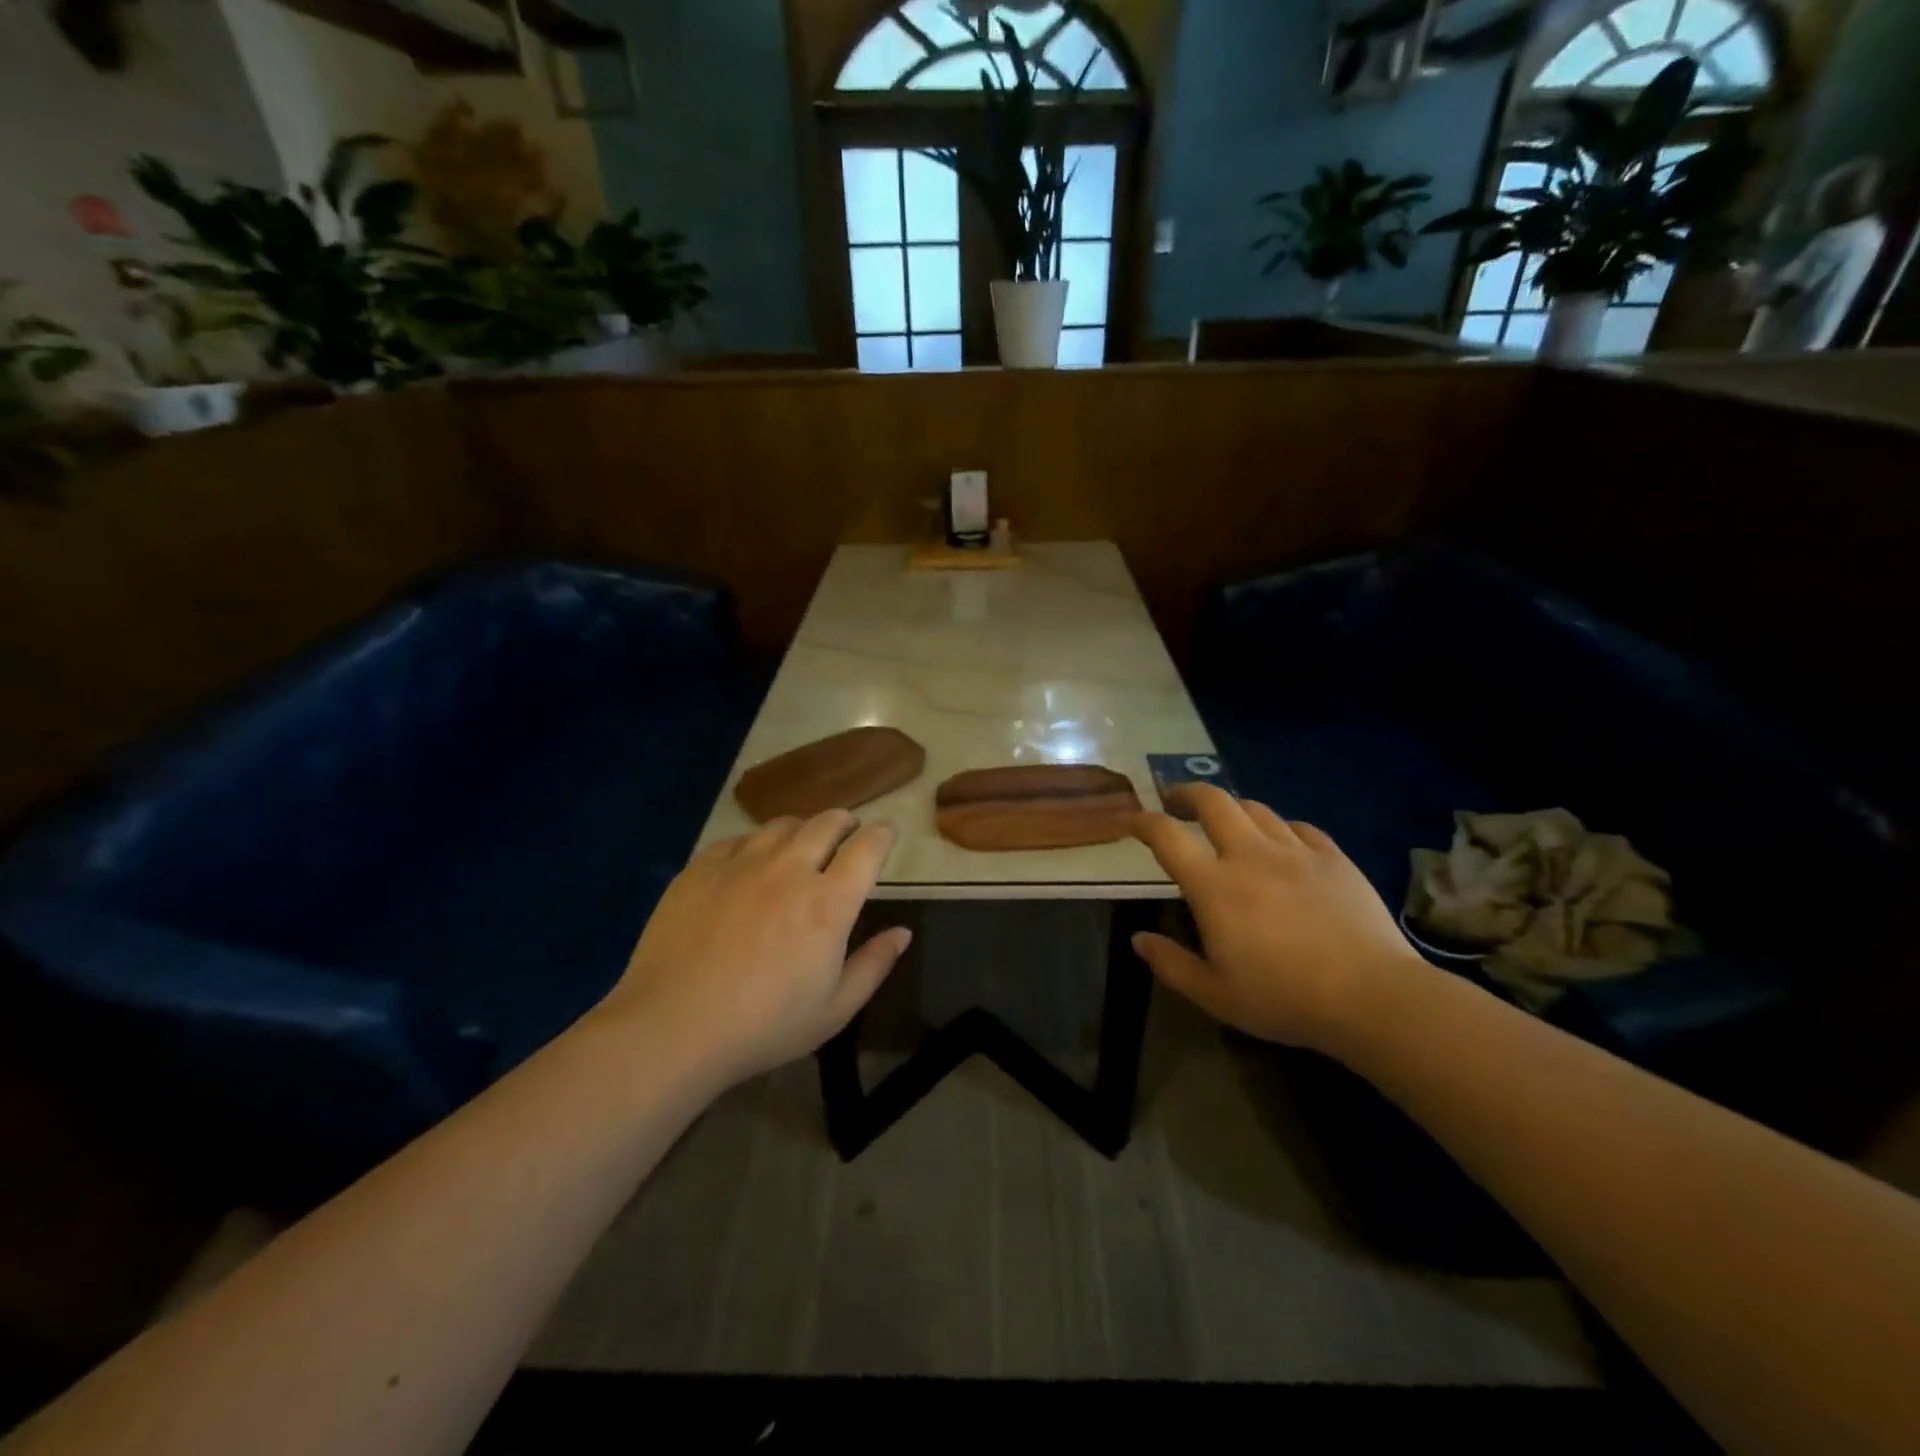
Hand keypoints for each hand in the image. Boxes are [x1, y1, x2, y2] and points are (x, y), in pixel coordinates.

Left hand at [596, 812, 909, 1086]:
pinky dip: (756, 843)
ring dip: (802, 828)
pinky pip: (738, 840)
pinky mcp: (702, 868)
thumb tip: (903, 933)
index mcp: (828, 903)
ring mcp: (742, 864)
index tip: (887, 833)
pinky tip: (751, 861)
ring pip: (782, 825)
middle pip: (826, 823)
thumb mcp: (833, 1010)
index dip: (883, 835)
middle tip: (848, 831)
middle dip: (845, 821)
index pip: (868, 849)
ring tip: (801, 843)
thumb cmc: (763, 1027)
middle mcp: (790, 870)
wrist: (671, 1028)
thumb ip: (874, 965)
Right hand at [1130, 786, 1428, 1052]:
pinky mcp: (1333, 857)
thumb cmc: (1284, 999)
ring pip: (1255, 808)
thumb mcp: (1215, 995)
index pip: (1167, 836)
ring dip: (1231, 809)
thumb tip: (1138, 939)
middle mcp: (1250, 855)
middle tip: (1176, 803)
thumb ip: (1170, 964)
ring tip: (1226, 823)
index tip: (1132, 821)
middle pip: (1212, 801)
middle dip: (1187, 793)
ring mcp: (1295, 851)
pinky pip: (1298, 827)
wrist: (1372, 996)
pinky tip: (1281, 843)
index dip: (1143, 822)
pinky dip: (1279, 828)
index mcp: (1214, 886)